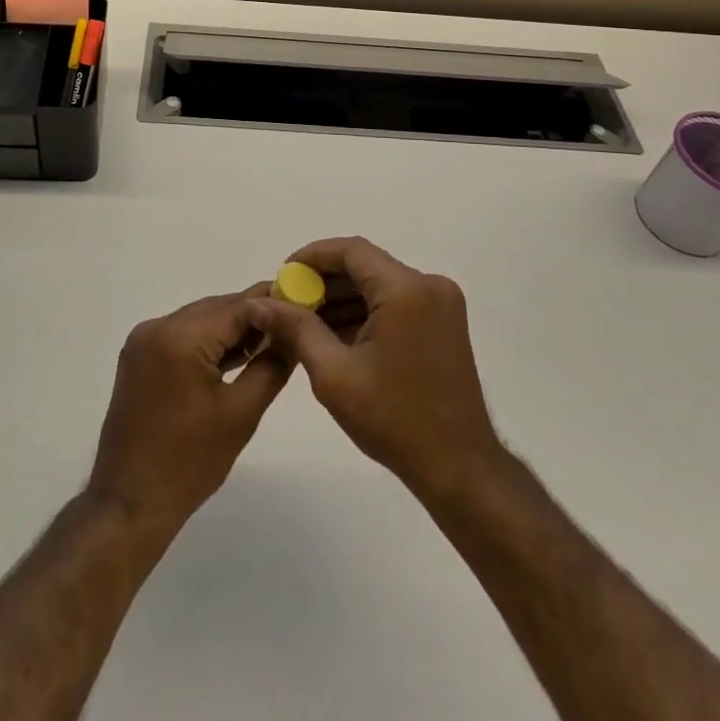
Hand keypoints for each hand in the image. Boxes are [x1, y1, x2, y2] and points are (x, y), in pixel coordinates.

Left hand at [87, 286, 291, 534]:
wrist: (130, 503)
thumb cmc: (189, 463)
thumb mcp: (241, 413)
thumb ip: (271, 365)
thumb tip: (293, 334)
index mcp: (180, 337)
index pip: (237, 306)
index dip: (272, 302)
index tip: (303, 302)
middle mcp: (157, 327)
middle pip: (217, 309)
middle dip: (254, 315)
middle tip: (292, 325)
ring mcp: (143, 340)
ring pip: (200, 320)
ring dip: (232, 329)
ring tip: (271, 342)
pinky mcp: (139, 357)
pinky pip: (182, 336)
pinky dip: (209, 342)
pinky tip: (236, 356)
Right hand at [247, 238, 501, 504]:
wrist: (459, 469)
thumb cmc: (395, 421)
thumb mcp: (334, 375)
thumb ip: (296, 330)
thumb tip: (260, 303)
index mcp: (406, 290)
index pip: (351, 251)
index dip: (312, 257)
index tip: (282, 276)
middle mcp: (429, 286)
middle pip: (365, 266)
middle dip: (324, 281)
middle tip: (288, 303)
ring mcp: (441, 304)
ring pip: (379, 284)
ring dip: (343, 298)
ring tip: (303, 321)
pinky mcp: (443, 323)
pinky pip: (395, 302)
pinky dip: (365, 312)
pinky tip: (334, 334)